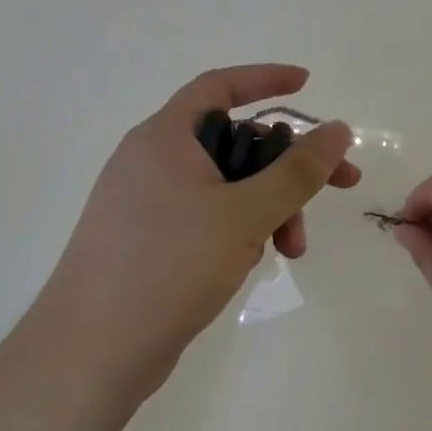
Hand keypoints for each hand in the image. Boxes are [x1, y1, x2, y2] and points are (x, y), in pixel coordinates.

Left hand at [34, 65, 359, 398]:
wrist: (92, 351)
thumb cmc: (168, 266)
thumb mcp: (245, 214)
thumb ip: (297, 172)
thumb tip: (338, 129)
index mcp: (166, 137)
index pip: (220, 87)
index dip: (266, 79)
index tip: (307, 85)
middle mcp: (154, 161)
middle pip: (235, 143)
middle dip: (286, 168)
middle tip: (339, 187)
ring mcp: (149, 203)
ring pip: (226, 187)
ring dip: (269, 208)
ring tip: (292, 250)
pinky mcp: (151, 241)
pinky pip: (208, 217)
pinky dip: (240, 229)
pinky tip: (255, 261)